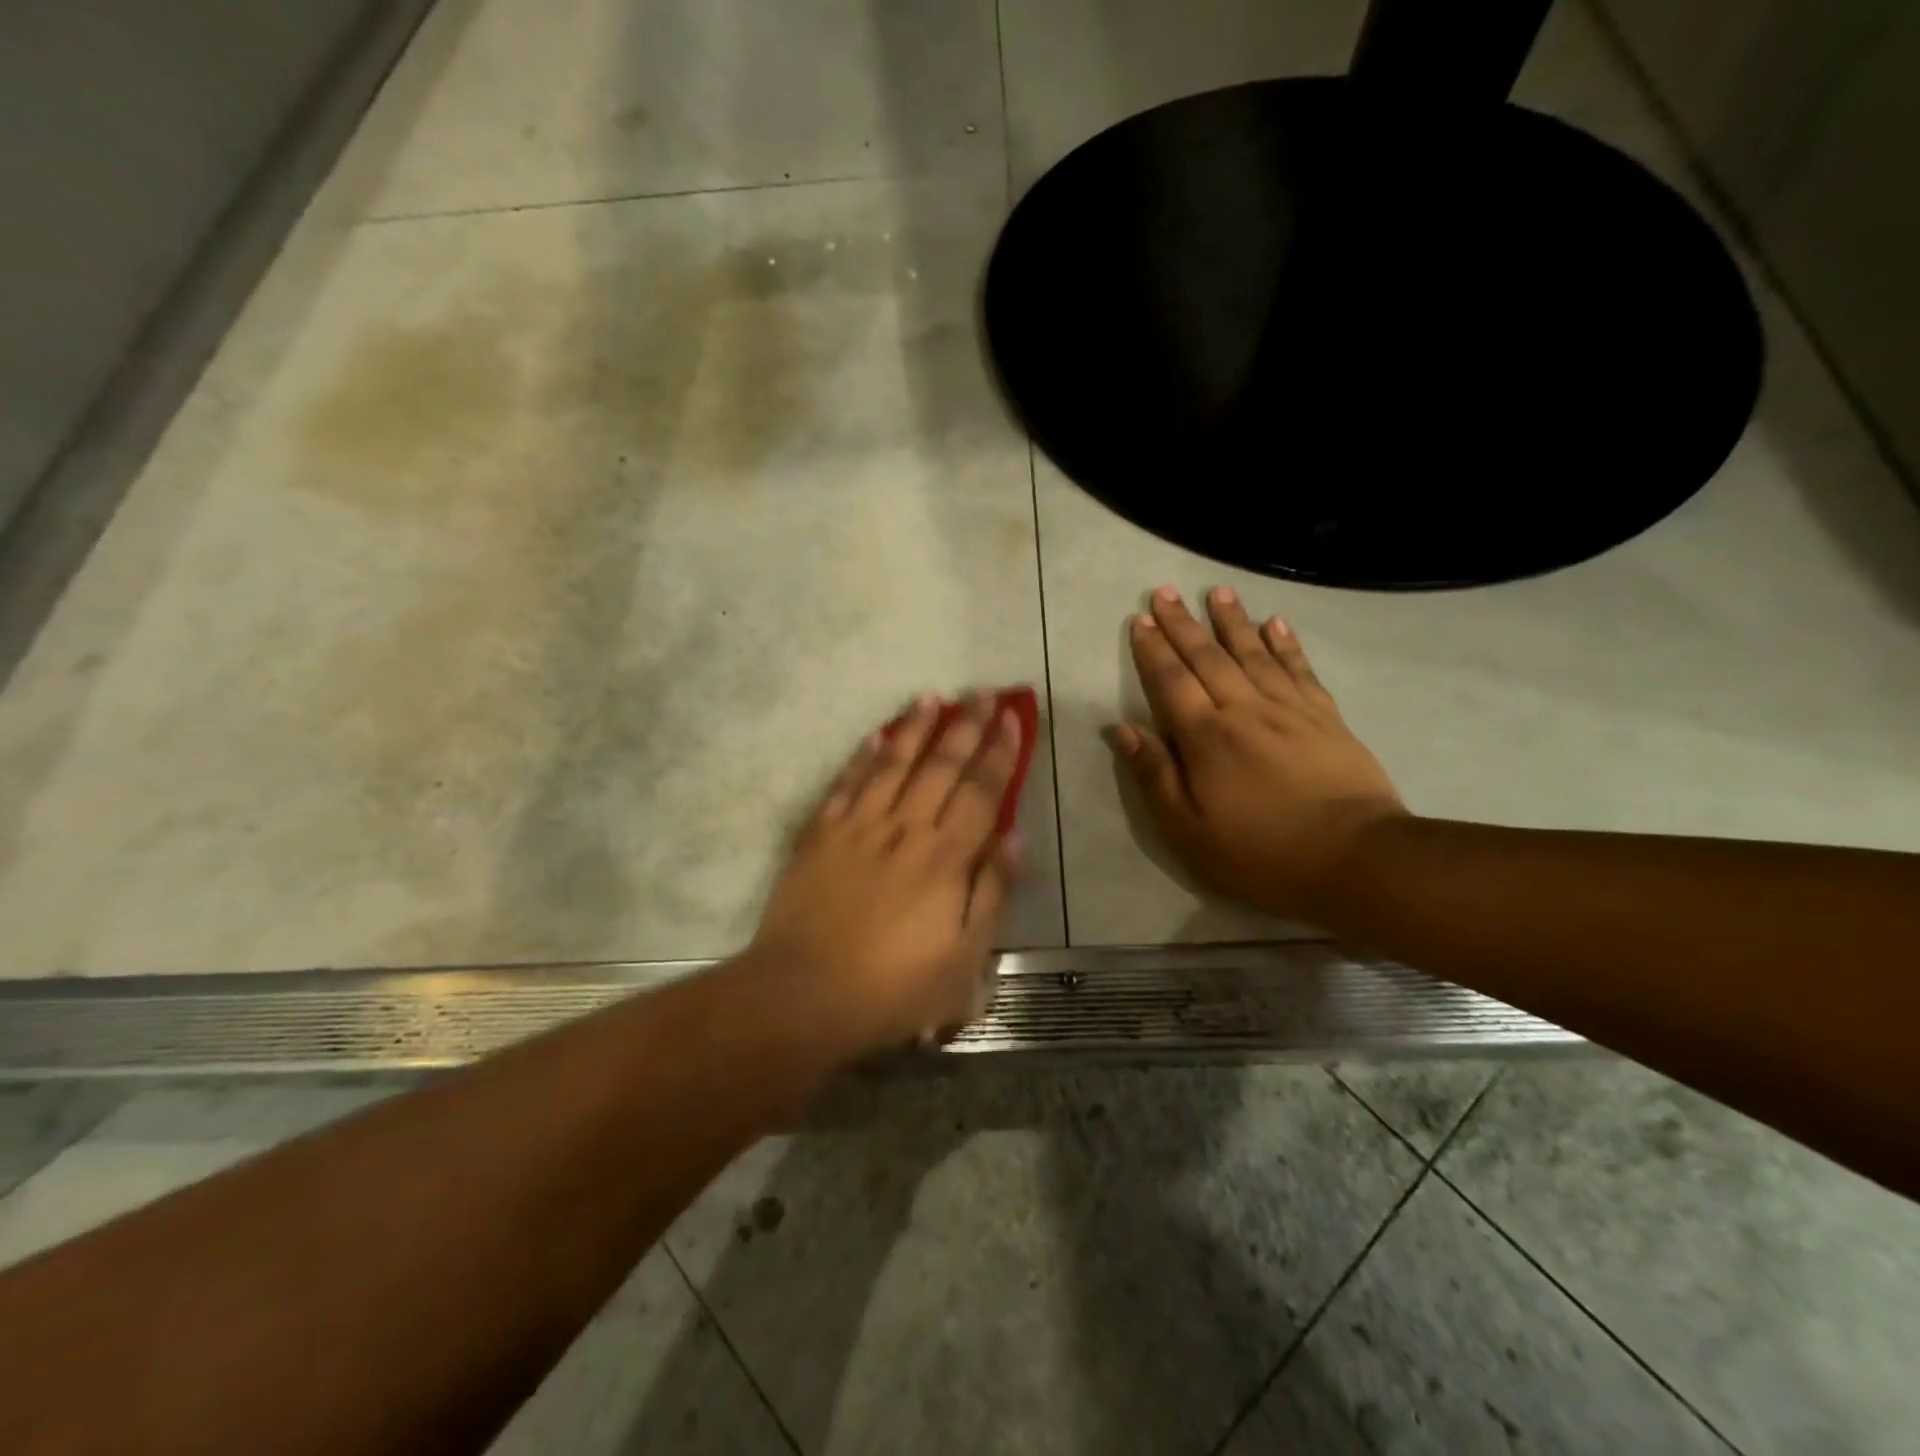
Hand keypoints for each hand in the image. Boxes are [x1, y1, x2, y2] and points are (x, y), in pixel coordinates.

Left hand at [748, 694, 1023, 1051]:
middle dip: (966, 726)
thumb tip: (1014, 838)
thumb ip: (992, 894)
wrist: (804, 995)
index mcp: (946, 858)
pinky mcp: (820, 834)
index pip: (982, 791)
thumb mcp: (965, 962)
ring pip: (893, 763)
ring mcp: (859, 826)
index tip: (1012, 718)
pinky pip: (846, 783)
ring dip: (916, 727)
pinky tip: (876, 735)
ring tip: (933, 697)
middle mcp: (906, 828)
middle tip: (983, 694)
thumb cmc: (894, 988)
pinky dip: (863, 756)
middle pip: (942, 765)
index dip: (1000, 752)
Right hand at [1108, 586, 1407, 921]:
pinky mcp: (1325, 717)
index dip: (1153, 650)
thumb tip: (1120, 729)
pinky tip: (1277, 623)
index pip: (1171, 682)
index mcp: (1205, 737)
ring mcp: (1289, 709)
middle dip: (1183, 624)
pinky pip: (1300, 669)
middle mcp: (1244, 710)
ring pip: (1254, 653)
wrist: (1356, 858)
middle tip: (1166, 591)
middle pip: (1208, 658)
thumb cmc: (1261, 852)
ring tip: (1218, 592)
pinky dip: (1286, 644)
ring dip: (1233, 621)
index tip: (1140, 619)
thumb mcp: (1188, 829)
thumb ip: (1154, 775)